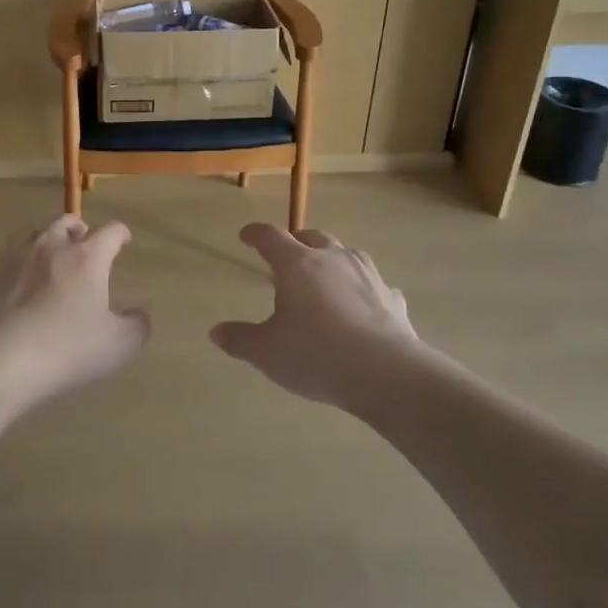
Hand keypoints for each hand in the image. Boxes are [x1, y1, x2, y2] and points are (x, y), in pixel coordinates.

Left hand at [0, 215, 151, 407]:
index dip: (120, 233)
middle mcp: (49, 248)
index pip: (109, 231)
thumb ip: (137, 326)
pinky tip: (10, 284)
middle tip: (83, 240)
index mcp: (86, 258)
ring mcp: (13, 261)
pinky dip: (8, 271)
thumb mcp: (119, 345)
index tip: (124, 239)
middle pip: (64, 222)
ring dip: (41, 238)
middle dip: (78, 228)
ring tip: (46, 252)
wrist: (0, 362)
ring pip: (28, 233)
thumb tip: (139, 313)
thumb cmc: (67, 349)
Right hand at [211, 223, 439, 413]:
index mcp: (297, 264)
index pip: (270, 237)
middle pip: (312, 237)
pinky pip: (374, 285)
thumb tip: (216, 332)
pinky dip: (364, 290)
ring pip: (347, 254)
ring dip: (333, 259)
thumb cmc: (315, 355)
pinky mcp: (392, 298)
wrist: (385, 373)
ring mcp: (367, 275)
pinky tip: (363, 305)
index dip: (255, 234)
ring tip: (325, 275)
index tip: (246, 236)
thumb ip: (240, 339)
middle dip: (296, 242)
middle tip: (286, 256)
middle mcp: (333, 259)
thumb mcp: (266, 352)